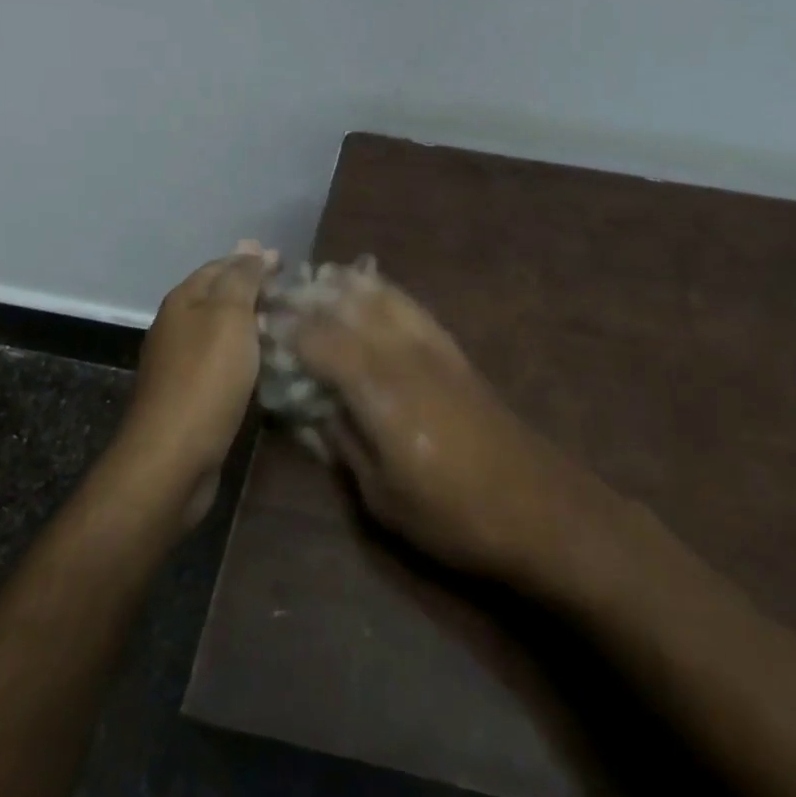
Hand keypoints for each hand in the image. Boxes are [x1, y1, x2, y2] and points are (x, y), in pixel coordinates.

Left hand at [112, 241, 277, 527]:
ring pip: (223, 332)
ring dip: (254, 325)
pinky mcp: (191, 395)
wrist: (173, 458)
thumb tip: (249, 244)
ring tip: (290, 327)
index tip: (289, 265)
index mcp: (184, 300)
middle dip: (256, 292)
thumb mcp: (229, 317)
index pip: (222, 266)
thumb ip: (242, 279)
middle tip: (296, 297)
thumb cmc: (206, 378)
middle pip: (221, 298)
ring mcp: (182, 363)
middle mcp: (178, 326)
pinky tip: (268, 364)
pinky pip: (224, 363)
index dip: (253, 262)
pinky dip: (247, 356)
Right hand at [286, 267, 597, 581]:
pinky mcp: (454, 350)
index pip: (320, 341)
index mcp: (380, 390)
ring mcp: (433, 346)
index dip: (285, 331)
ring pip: (382, 295)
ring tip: (316, 281)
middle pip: (349, 307)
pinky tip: (370, 289)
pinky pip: (410, 305)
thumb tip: (311, 408)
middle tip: (278, 297)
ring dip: (345, 285)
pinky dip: (382, 290)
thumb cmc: (453, 515)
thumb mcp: (382, 496)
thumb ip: (342, 442)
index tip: (257, 327)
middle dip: (309, 298)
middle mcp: (404, 354)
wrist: (539, 508)